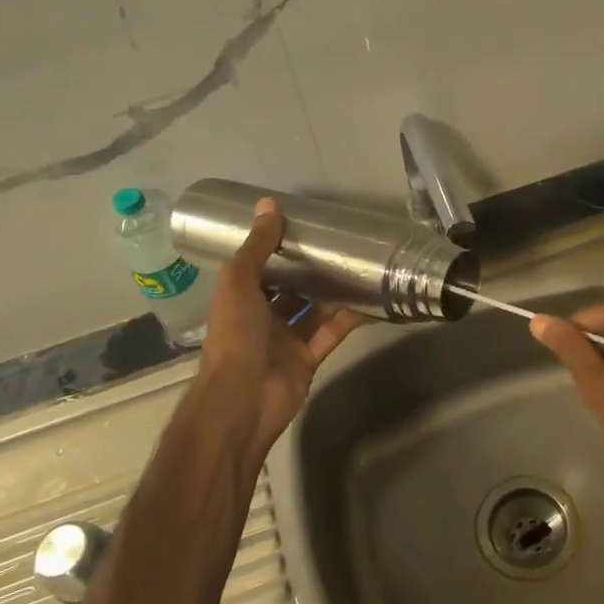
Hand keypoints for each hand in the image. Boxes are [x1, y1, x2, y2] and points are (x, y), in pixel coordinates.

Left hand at [192, 199, 360, 470]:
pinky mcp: (308, 359)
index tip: (302, 227)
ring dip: (331, 292)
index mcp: (239, 299)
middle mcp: (261, 318)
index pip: (259, 268)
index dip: (276, 249)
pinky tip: (367, 299)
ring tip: (357, 265)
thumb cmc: (235, 335)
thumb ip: (257, 246)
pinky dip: (346, 319)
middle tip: (338, 244)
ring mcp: (285, 341)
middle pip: (288, 289)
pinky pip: (330, 334)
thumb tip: (269, 204)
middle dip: (309, 270)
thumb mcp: (239, 281)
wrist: (244, 398)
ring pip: (312, 311)